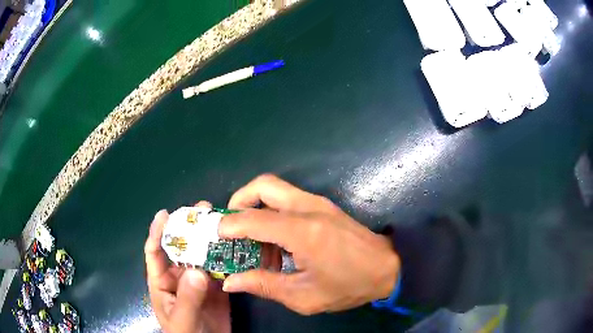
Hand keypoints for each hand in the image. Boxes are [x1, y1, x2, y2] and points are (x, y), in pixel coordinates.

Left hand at [145, 202, 230, 332]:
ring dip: (211, 241)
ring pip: (203, 257)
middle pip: (182, 249)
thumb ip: (187, 298)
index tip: (165, 214)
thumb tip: (197, 271)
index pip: (155, 253)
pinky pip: (221, 271)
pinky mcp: (217, 290)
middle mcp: (179, 278)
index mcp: (162, 283)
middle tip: (203, 209)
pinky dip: (228, 260)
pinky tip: (237, 247)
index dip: (157, 232)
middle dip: (190, 229)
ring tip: (222, 223)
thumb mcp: (182, 319)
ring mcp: (199, 283)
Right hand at [219, 174, 399, 314]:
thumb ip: (264, 285)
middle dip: (239, 201)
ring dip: (255, 208)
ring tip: (254, 242)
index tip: (216, 236)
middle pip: (262, 185)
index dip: (229, 226)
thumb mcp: (304, 296)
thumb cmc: (349, 285)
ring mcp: (318, 202)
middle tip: (231, 227)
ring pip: (275, 189)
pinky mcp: (324, 206)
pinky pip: (288, 200)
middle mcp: (308, 207)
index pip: (253, 219)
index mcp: (303, 231)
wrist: (389, 268)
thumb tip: (231, 281)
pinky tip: (276, 242)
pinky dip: (272, 213)